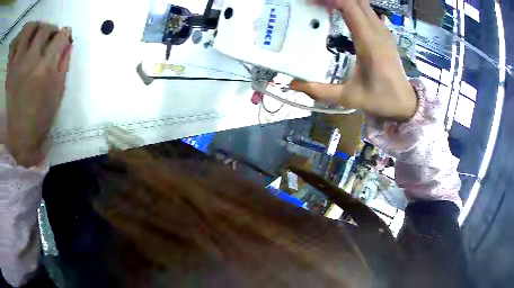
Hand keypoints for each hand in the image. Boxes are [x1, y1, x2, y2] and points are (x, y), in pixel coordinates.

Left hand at [6, 22, 71, 166]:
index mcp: (45, 69)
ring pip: (30, 32)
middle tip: (51, 38)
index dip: (65, 34)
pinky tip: (26, 45)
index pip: (60, 36)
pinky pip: (18, 48)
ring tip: (37, 36)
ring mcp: (19, 65)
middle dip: (51, 31)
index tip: (65, 37)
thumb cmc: (41, 120)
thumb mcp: (57, 94)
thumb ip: (63, 65)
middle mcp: (31, 61)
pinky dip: (23, 42)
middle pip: (44, 30)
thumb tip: (67, 44)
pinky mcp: (12, 72)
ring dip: (36, 30)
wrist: (21, 140)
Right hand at [291, 0, 416, 121]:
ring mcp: (383, 30)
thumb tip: (293, 84)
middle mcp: (378, 31)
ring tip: (324, 6)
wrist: (405, 103)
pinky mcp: (385, 33)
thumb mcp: (349, 98)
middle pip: (357, 0)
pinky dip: (352, 6)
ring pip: (363, 3)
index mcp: (369, 43)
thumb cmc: (380, 100)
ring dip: (344, 1)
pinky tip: (340, 13)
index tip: (311, 2)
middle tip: (315, 3)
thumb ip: (320, 91)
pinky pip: (368, 10)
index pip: (350, 7)